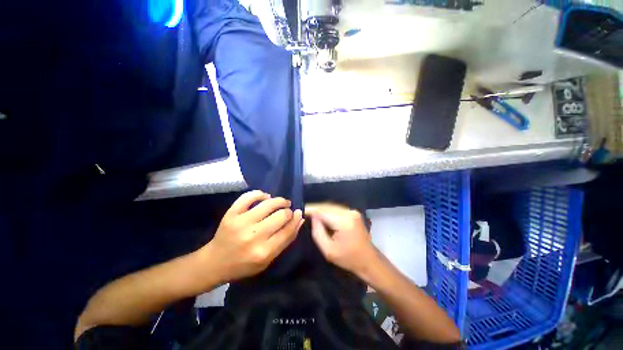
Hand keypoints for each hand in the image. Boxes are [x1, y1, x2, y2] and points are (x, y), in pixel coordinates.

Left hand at [200, 191, 303, 282]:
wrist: (214, 262)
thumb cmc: (244, 264)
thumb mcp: (268, 260)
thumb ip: (286, 240)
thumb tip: (300, 220)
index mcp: (264, 252)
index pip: (288, 230)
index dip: (296, 219)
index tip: (299, 213)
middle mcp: (253, 236)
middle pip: (281, 215)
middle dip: (288, 212)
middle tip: (288, 211)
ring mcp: (241, 223)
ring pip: (269, 203)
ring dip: (280, 200)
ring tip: (282, 202)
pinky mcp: (231, 214)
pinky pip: (249, 196)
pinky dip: (260, 194)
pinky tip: (266, 197)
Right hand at [305, 203, 376, 275]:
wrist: (369, 260)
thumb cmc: (348, 259)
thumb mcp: (328, 250)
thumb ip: (317, 232)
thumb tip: (313, 217)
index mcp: (344, 222)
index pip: (323, 211)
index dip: (311, 210)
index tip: (301, 210)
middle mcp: (349, 213)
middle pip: (327, 206)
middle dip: (315, 209)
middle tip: (304, 212)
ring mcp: (352, 211)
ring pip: (331, 206)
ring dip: (321, 209)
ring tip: (311, 213)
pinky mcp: (353, 213)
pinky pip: (336, 209)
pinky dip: (328, 211)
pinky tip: (322, 216)